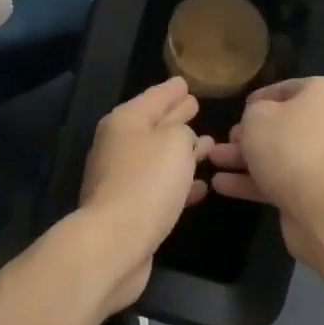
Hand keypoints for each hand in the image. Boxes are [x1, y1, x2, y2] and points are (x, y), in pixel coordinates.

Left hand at [75, 77, 212, 312]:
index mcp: (125, 121)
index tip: (185, 82)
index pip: (154, 97)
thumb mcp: (174, 142)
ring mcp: (121, 178)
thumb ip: (183, 131)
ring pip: (158, 156)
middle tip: (196, 106)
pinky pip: (159, 185)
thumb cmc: (147, 182)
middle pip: (153, 124)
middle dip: (176, 117)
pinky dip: (179, 182)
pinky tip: (201, 187)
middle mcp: (119, 145)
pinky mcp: (129, 208)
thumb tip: (184, 139)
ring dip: (182, 152)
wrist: (115, 242)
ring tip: (208, 146)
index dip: (171, 90)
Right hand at [206, 77, 323, 266]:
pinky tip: (223, 185)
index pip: (287, 88)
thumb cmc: (288, 146)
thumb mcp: (257, 117)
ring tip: (213, 161)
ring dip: (246, 159)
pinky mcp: (319, 191)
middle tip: (224, 140)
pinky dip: (256, 181)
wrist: (322, 206)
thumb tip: (258, 119)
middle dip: (249, 134)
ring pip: (281, 154)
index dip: (259, 98)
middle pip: (284, 125)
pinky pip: (284, 179)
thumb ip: (253, 112)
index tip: (238, 110)